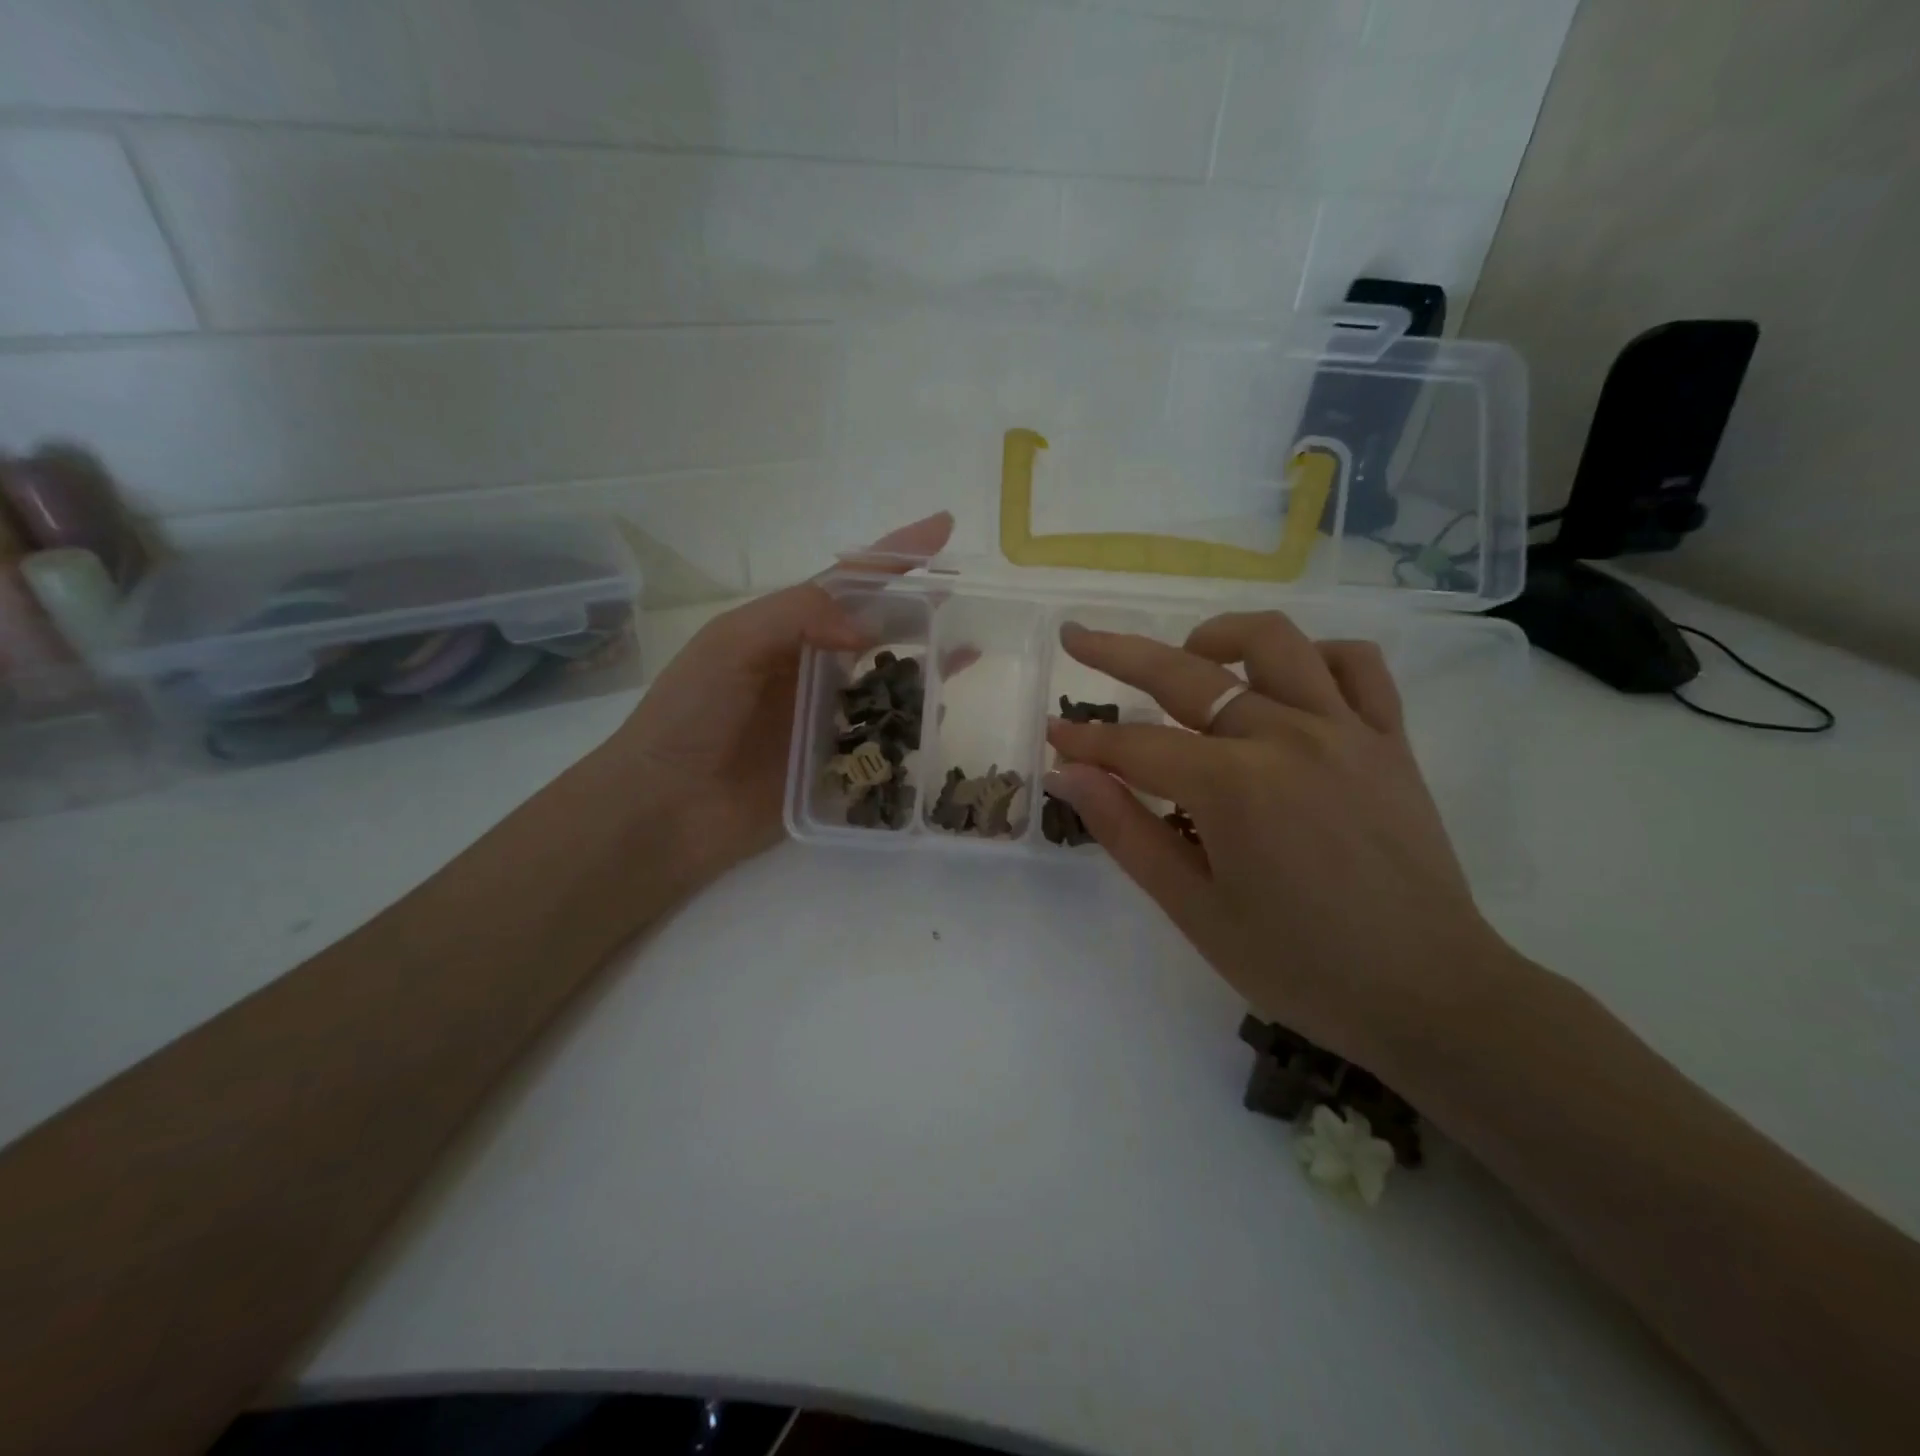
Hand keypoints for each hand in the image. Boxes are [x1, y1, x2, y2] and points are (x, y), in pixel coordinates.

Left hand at [591, 512, 954, 887]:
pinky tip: (941, 716)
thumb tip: (870, 630)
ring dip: (927, 665)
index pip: (850, 583)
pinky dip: (914, 725)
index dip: (894, 554)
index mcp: (786, 631)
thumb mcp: (731, 644)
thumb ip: (798, 615)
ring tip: (970, 650)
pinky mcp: (836, 766)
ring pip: (889, 682)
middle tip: (969, 597)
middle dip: (921, 608)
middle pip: (879, 629)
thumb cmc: (690, 716)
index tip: (941, 528)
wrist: (666, 808)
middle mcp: (812, 669)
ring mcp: (826, 718)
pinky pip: (885, 739)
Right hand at [1044, 612, 1507, 1077]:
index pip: (1136, 744)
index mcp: (1232, 786)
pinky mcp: (1389, 739)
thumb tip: (1068, 775)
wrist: (1428, 993)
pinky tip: (1286, 681)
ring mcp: (1346, 729)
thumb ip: (1126, 831)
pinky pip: (1356, 666)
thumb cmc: (1299, 964)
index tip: (1052, 732)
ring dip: (1218, 638)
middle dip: (1119, 653)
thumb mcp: (1194, 909)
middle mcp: (1286, 736)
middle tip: (1077, 638)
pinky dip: (1315, 656)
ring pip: (1275, 642)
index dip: (1086, 738)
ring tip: (1189, 656)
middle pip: (1186, 674)